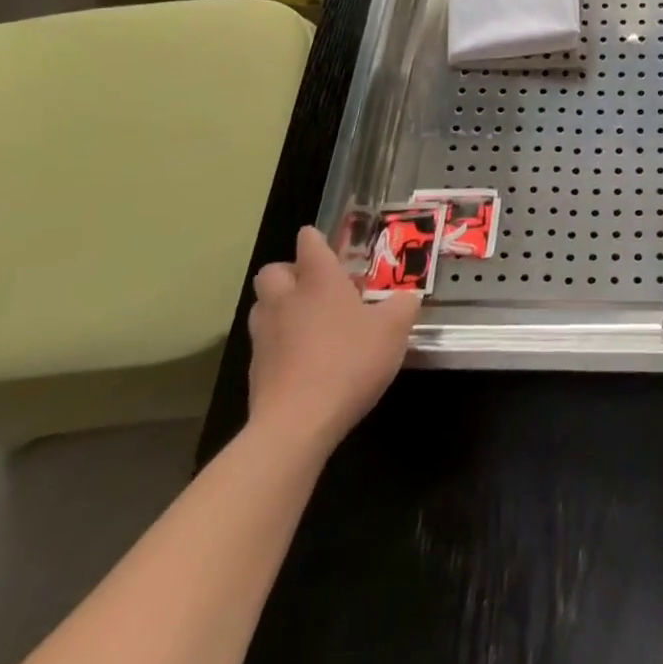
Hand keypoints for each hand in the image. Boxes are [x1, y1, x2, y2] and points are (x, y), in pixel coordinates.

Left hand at [246, 226, 420, 455]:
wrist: (297, 423)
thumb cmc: (350, 361)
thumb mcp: (395, 329)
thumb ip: (403, 305)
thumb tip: (406, 297)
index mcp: (319, 281)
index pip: (309, 243)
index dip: (317, 239)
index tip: (330, 246)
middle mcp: (286, 300)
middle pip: (273, 271)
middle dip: (291, 272)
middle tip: (318, 286)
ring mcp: (265, 335)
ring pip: (264, 306)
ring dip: (282, 306)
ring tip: (310, 322)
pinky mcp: (256, 370)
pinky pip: (266, 342)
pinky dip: (281, 342)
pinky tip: (305, 358)